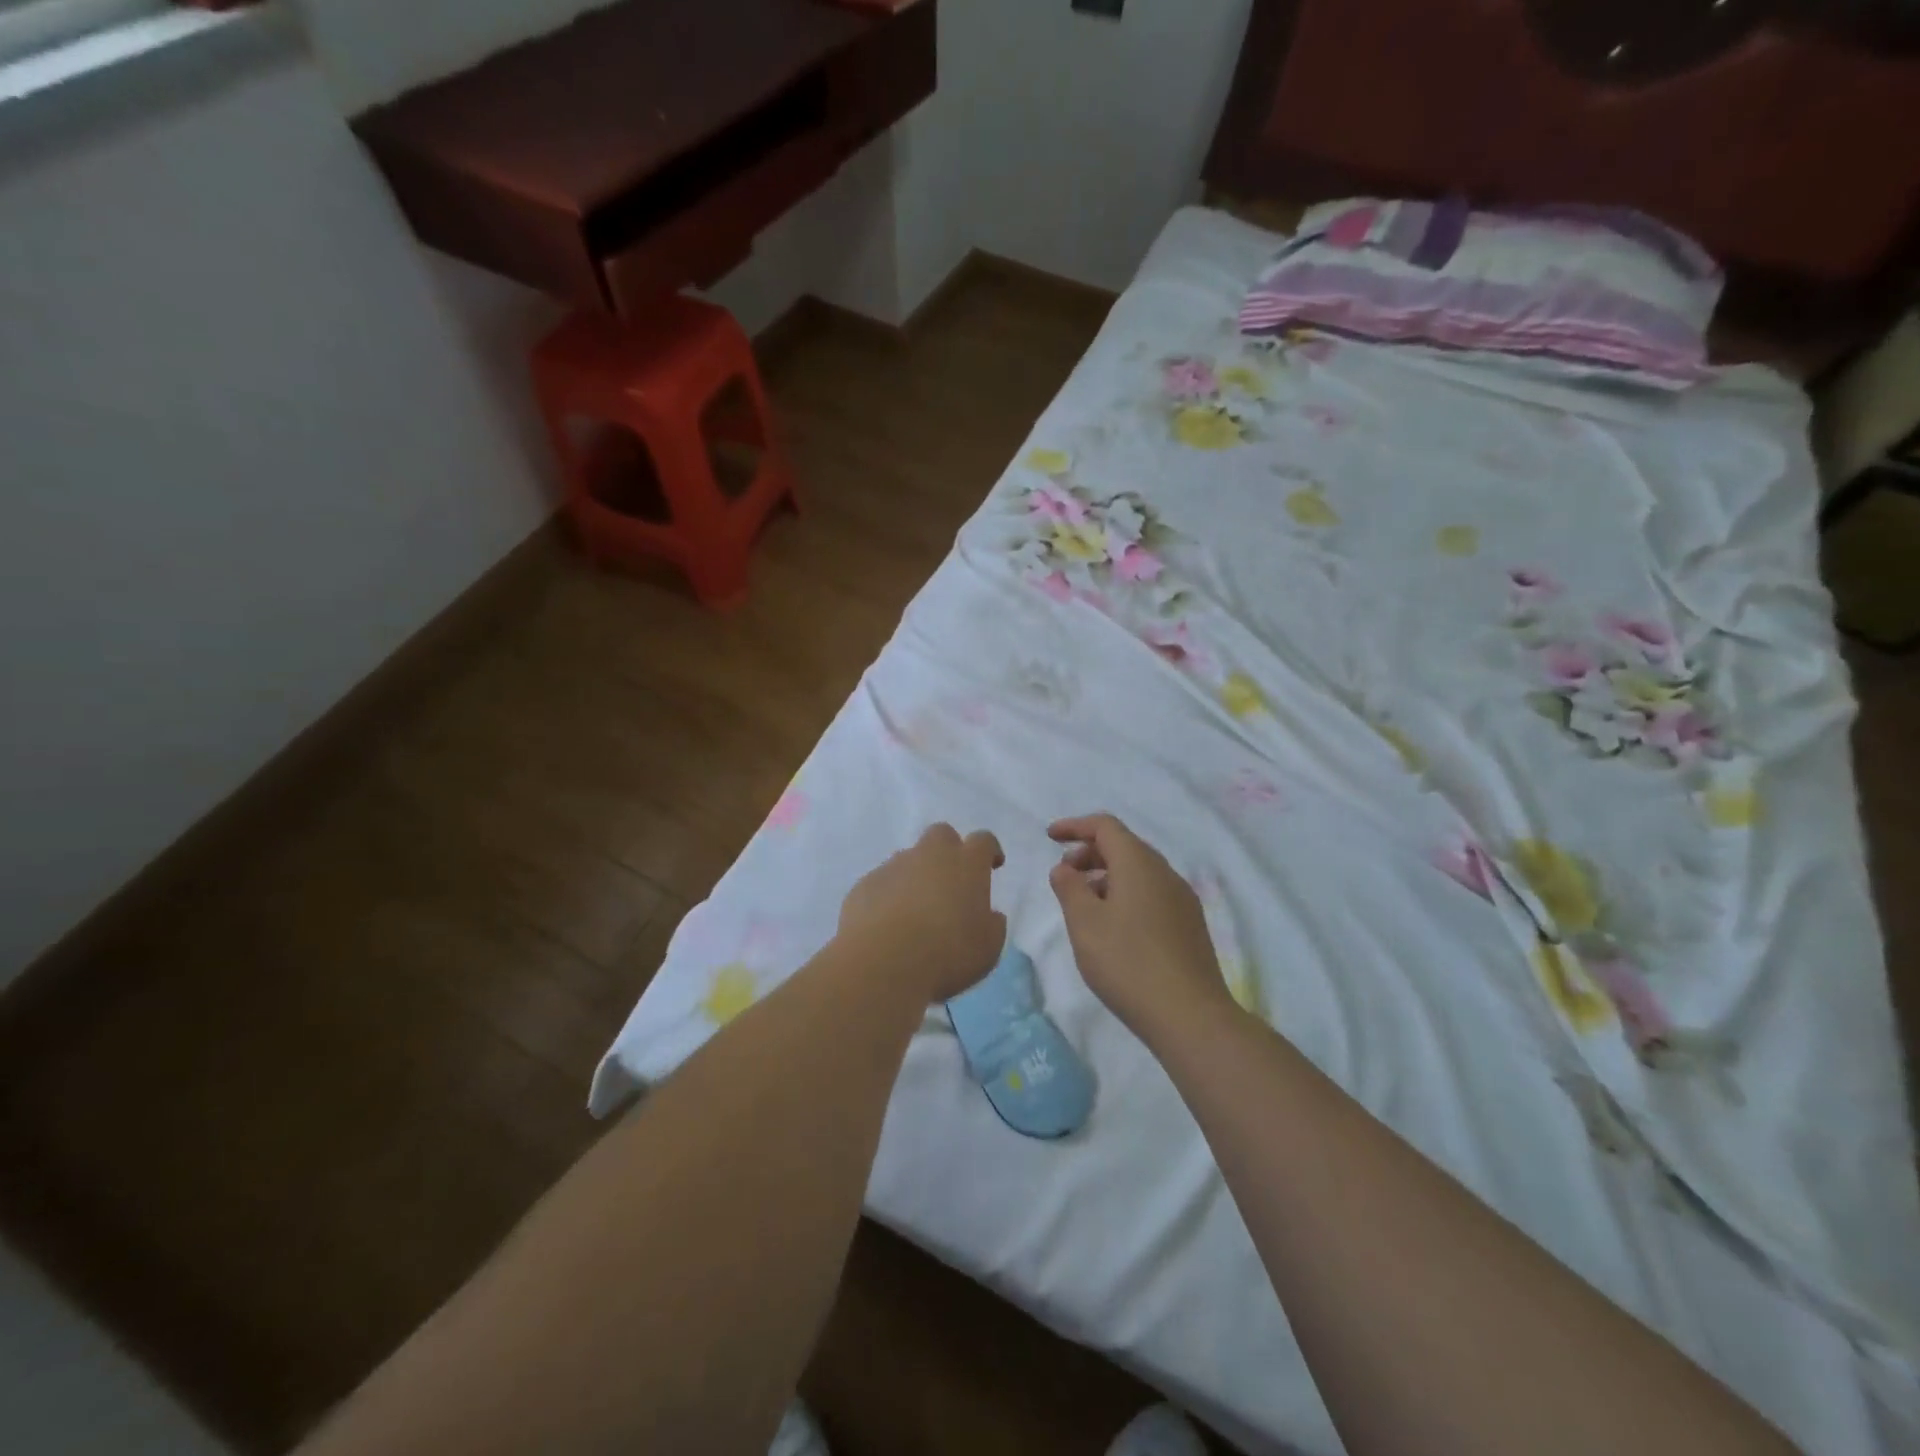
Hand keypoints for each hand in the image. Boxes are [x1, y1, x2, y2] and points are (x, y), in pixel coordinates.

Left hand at [838, 824, 1007, 1002]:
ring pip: (908, 859)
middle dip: (948, 851)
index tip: (992, 865)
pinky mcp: (864, 885)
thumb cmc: (947, 954)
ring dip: (916, 876)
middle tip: (951, 882)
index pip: (983, 841)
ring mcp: (893, 867)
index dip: (989, 851)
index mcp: (966, 864)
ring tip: (916, 911)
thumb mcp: (988, 947)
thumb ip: (993, 925)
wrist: (882, 963)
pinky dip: (889, 896)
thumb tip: (990, 915)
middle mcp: (929, 855)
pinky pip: (882, 882)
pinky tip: (888, 924)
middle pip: (941, 835)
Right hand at [1048, 813, 1231, 1038]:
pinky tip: (1114, 926)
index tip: (1049, 837)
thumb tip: (1064, 867)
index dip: (1075, 826)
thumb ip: (1069, 888)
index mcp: (1139, 864)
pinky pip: (1152, 894)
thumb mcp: (1084, 924)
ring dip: (1108, 876)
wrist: (1190, 1016)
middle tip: (1065, 874)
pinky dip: (1126, 894)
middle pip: (1124, 846)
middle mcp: (1165, 873)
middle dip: (1090, 853)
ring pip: (1139, 872)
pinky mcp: (1190, 925)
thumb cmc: (1127, 963)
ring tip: (1084, 904)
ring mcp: (1182, 899)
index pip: (1105, 826)